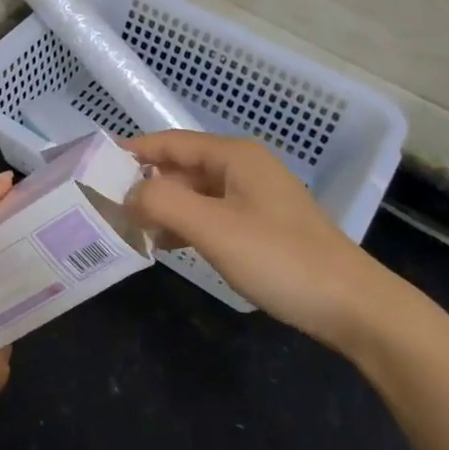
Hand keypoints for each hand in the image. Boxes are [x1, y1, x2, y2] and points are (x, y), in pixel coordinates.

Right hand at [126, 131, 405, 353]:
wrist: (354, 307)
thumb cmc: (280, 258)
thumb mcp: (213, 227)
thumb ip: (163, 202)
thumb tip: (128, 193)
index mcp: (234, 156)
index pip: (171, 142)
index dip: (133, 151)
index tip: (95, 164)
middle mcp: (244, 168)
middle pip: (182, 167)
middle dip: (145, 183)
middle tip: (106, 204)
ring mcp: (255, 198)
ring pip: (195, 193)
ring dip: (163, 207)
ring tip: (128, 227)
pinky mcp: (262, 226)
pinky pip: (211, 215)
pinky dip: (185, 225)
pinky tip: (166, 245)